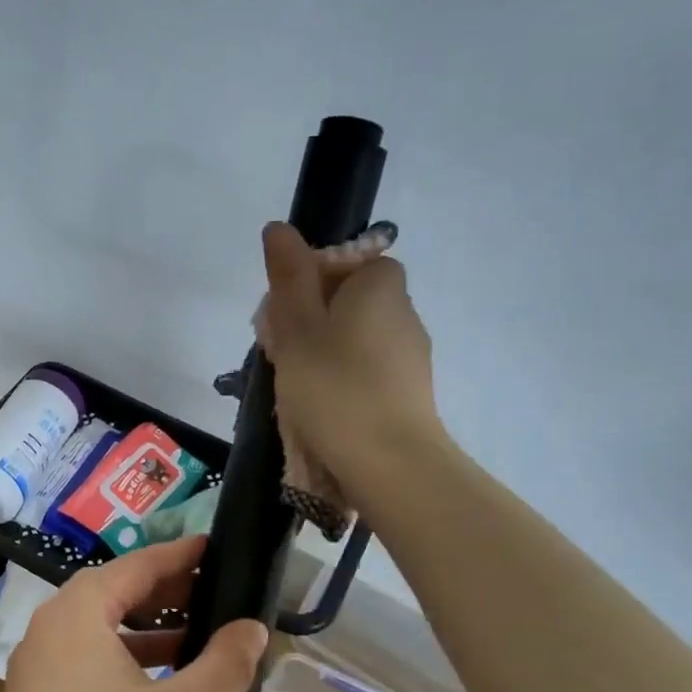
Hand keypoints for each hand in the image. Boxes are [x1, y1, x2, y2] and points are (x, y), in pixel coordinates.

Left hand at [0, 536, 267, 691]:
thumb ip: (224, 664)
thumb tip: (254, 628)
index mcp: (74, 616)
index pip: (134, 567)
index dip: (179, 556)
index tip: (215, 548)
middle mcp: (46, 632)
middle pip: (111, 593)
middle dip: (164, 593)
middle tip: (214, 593)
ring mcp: (34, 671)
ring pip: (98, 630)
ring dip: (146, 629)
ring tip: (197, 638)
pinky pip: (84, 661)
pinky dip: (124, 660)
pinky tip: (161, 683)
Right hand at [258, 221, 443, 505]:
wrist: (390, 463)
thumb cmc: (335, 387)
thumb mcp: (297, 328)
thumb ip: (289, 277)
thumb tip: (279, 228)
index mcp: (380, 287)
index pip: (352, 261)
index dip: (315, 279)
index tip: (287, 310)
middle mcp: (404, 313)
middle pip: (352, 300)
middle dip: (314, 318)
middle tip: (282, 350)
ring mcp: (412, 356)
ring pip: (358, 338)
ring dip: (326, 352)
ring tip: (297, 385)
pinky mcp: (411, 393)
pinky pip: (369, 371)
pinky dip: (345, 380)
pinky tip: (324, 408)